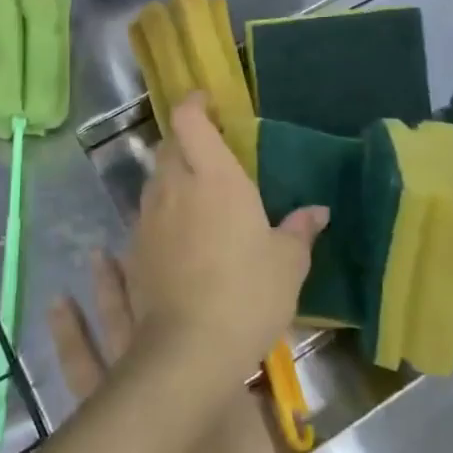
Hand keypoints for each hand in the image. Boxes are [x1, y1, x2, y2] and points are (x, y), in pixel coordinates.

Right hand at [50, 254, 292, 452]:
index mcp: (117, 425)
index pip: (83, 367)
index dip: (71, 335)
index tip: (60, 300)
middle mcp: (147, 393)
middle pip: (121, 330)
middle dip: (109, 292)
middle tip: (98, 254)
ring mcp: (191, 383)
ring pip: (164, 324)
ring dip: (150, 292)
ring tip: (144, 260)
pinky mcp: (228, 386)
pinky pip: (215, 338)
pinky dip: (205, 312)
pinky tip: (205, 288)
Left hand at [128, 94, 325, 385]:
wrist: (188, 349)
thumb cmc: (248, 294)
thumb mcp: (288, 264)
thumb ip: (299, 230)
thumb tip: (317, 211)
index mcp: (214, 177)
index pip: (189, 120)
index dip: (194, 104)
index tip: (207, 102)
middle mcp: (174, 187)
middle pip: (169, 146)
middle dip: (186, 141)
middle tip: (211, 155)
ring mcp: (148, 217)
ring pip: (155, 181)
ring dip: (172, 178)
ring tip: (197, 197)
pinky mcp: (134, 249)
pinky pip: (146, 216)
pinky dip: (161, 214)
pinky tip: (178, 237)